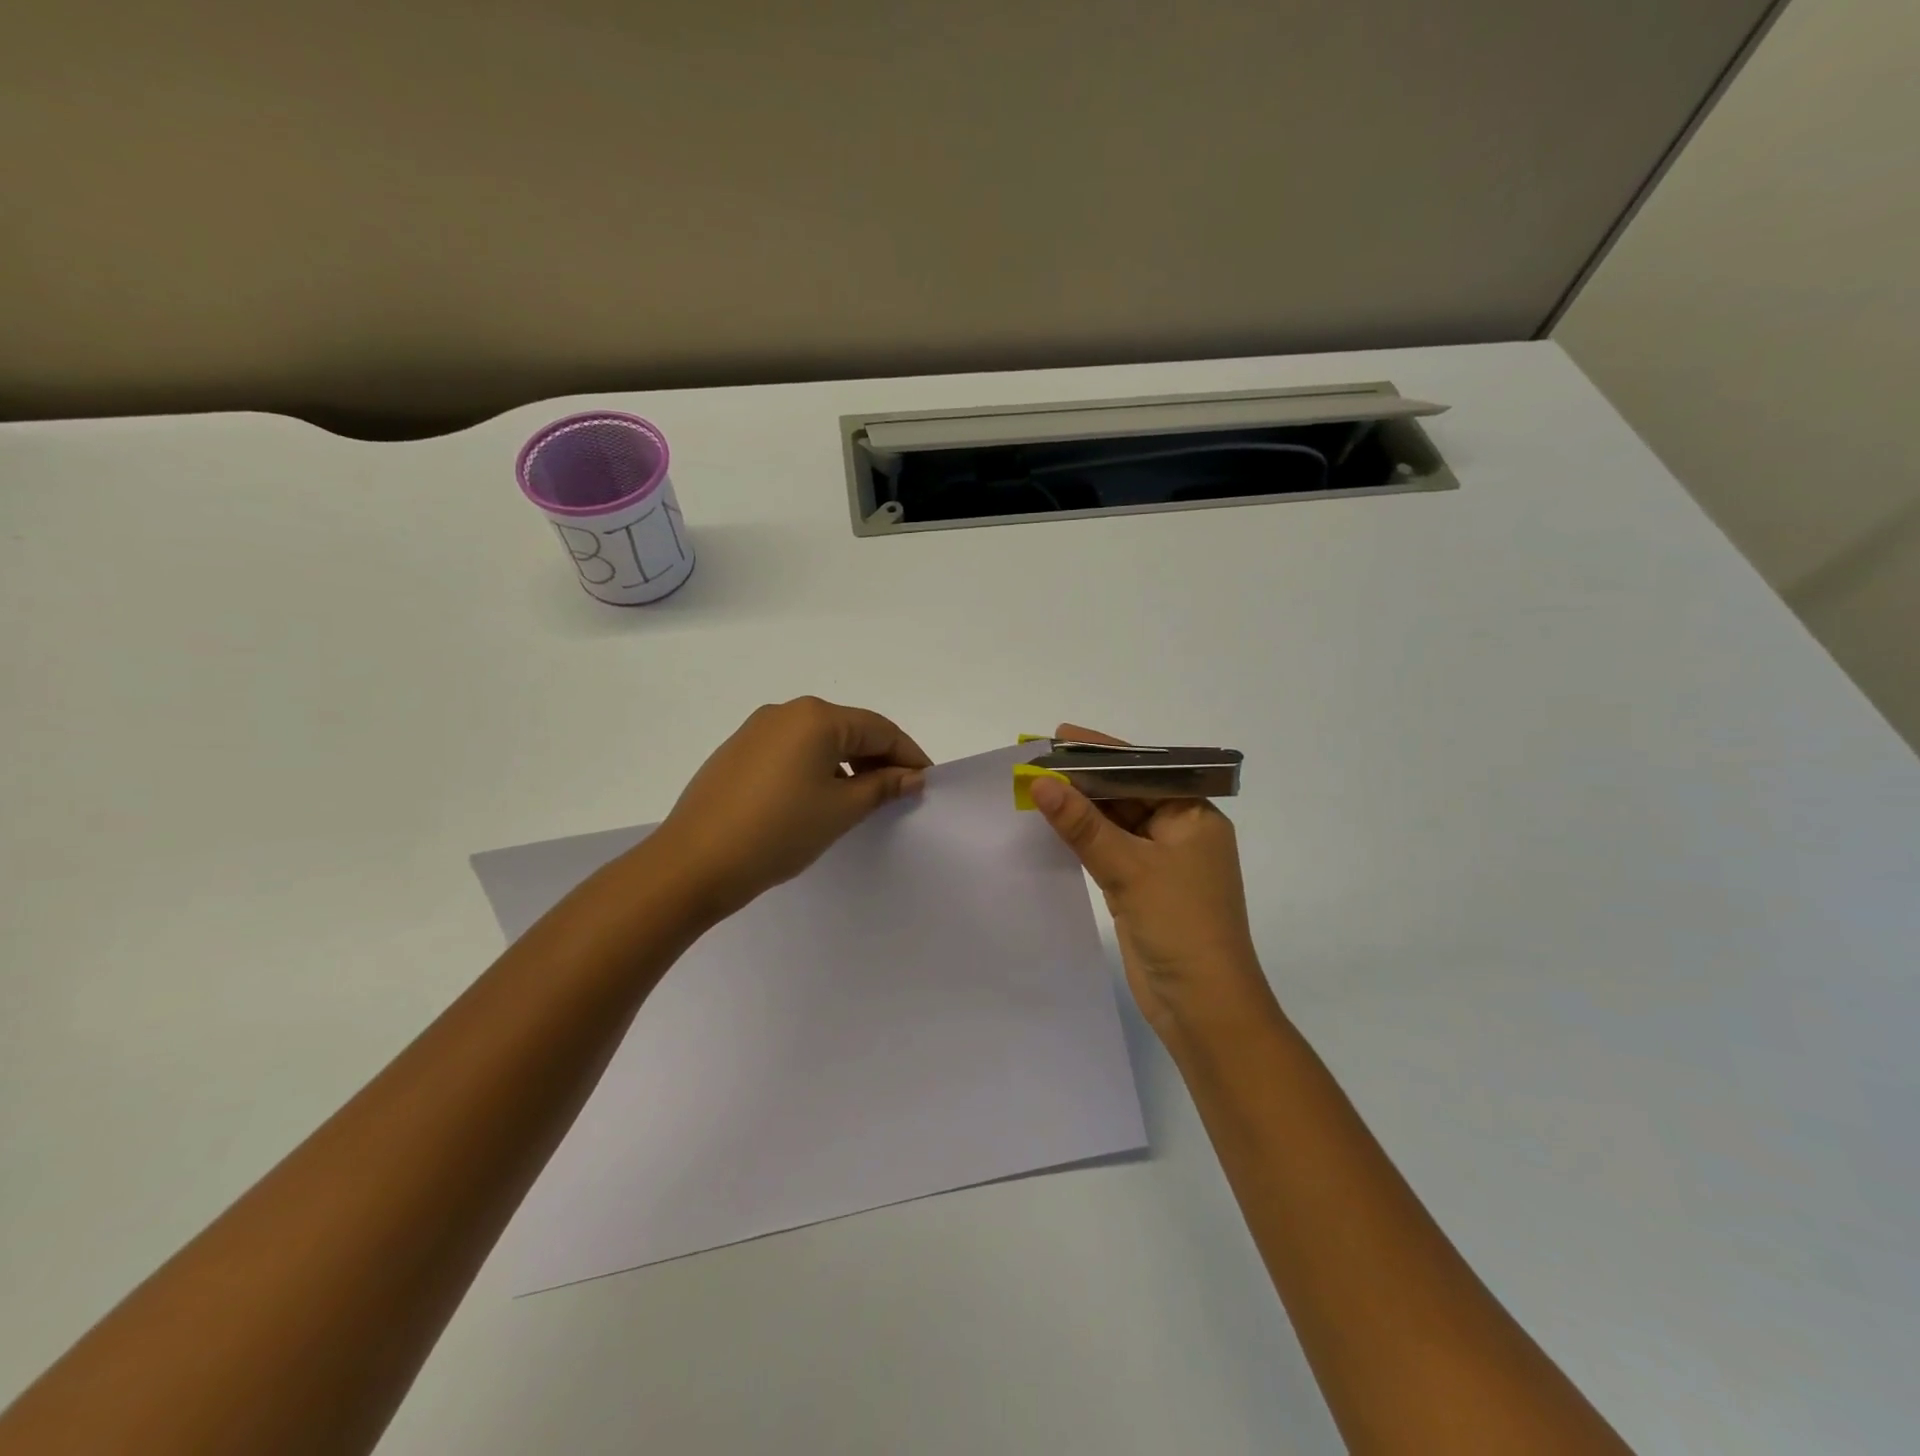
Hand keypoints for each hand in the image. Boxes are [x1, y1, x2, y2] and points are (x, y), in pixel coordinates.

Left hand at [650, 697, 931, 921]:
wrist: (693, 863)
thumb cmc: (779, 832)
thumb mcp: (841, 810)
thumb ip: (882, 786)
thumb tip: (911, 776)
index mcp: (816, 717)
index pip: (880, 729)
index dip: (909, 755)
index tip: (927, 783)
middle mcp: (786, 712)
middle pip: (849, 729)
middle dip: (879, 759)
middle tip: (899, 794)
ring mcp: (757, 730)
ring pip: (819, 741)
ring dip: (847, 765)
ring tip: (862, 800)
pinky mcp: (738, 752)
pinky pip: (792, 752)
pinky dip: (816, 769)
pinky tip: (820, 799)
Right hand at [1028, 724, 1278, 1044]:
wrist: (1203, 1007)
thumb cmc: (1180, 926)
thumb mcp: (1129, 868)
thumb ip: (1083, 824)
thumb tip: (1041, 782)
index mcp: (1195, 817)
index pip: (1145, 770)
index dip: (1102, 752)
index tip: (1061, 736)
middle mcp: (1181, 833)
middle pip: (1128, 794)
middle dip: (1086, 779)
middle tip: (1038, 760)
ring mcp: (1162, 864)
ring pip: (1116, 824)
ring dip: (1082, 809)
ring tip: (1037, 787)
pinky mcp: (1142, 890)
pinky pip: (1109, 851)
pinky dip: (1084, 839)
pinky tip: (1053, 826)